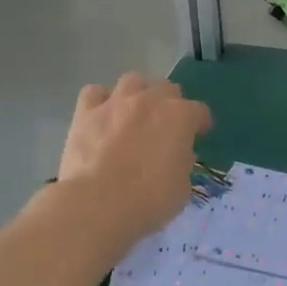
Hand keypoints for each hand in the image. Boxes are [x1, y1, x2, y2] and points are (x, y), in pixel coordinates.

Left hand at [57, 72, 212, 248]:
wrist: (98, 204)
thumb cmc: (149, 200)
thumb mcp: (183, 187)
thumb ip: (183, 163)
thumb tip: (175, 155)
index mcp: (181, 117)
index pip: (200, 111)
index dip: (200, 123)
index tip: (198, 136)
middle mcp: (151, 100)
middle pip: (167, 88)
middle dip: (170, 104)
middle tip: (164, 126)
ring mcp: (117, 102)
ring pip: (133, 80)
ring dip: (138, 94)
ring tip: (133, 114)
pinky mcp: (86, 112)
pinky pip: (95, 93)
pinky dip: (100, 101)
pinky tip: (102, 116)